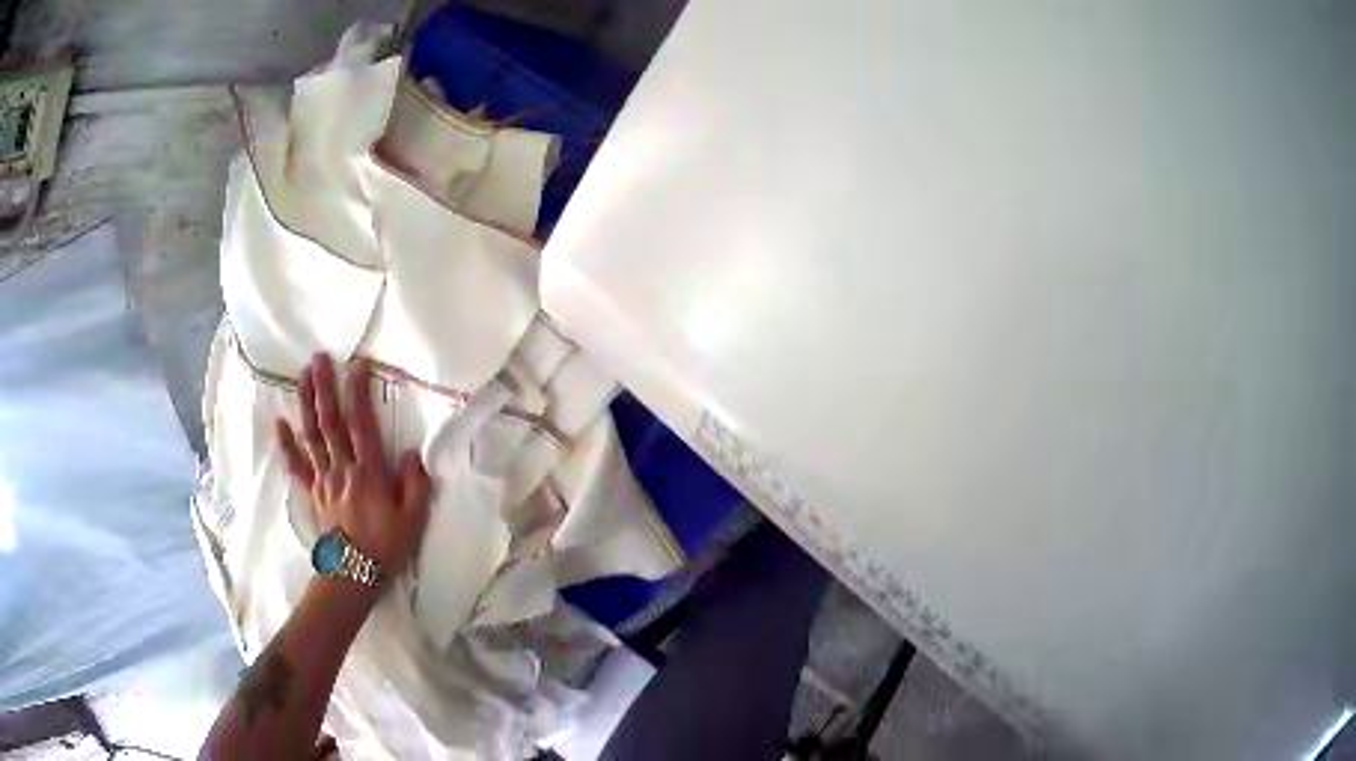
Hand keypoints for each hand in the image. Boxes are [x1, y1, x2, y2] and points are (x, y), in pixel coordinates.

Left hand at [276, 354, 431, 578]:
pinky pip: (297, 466)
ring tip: (303, 376)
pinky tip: (280, 424)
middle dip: (324, 388)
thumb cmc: (387, 546)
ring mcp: (324, 479)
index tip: (356, 366)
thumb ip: (415, 484)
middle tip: (319, 358)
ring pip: (312, 436)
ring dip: (305, 404)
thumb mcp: (413, 519)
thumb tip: (412, 453)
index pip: (361, 425)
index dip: (358, 393)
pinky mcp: (313, 492)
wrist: (355, 575)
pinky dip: (287, 445)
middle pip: (330, 422)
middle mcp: (343, 469)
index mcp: (369, 473)